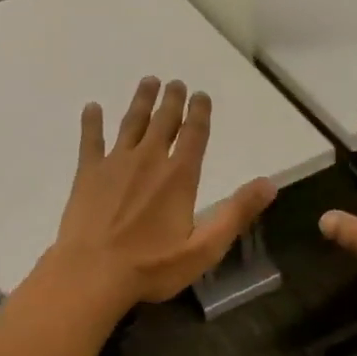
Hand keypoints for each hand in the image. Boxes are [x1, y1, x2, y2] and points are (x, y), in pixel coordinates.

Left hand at [48, 76, 277, 307]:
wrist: (91, 274)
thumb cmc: (151, 266)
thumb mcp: (204, 248)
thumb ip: (236, 213)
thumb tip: (269, 184)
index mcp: (179, 176)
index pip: (194, 135)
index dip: (199, 113)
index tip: (201, 95)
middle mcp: (148, 160)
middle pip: (163, 122)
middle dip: (172, 100)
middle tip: (175, 83)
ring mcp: (115, 164)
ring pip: (131, 123)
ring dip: (141, 101)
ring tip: (148, 81)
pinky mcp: (87, 174)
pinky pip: (91, 140)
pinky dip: (92, 122)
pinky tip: (92, 108)